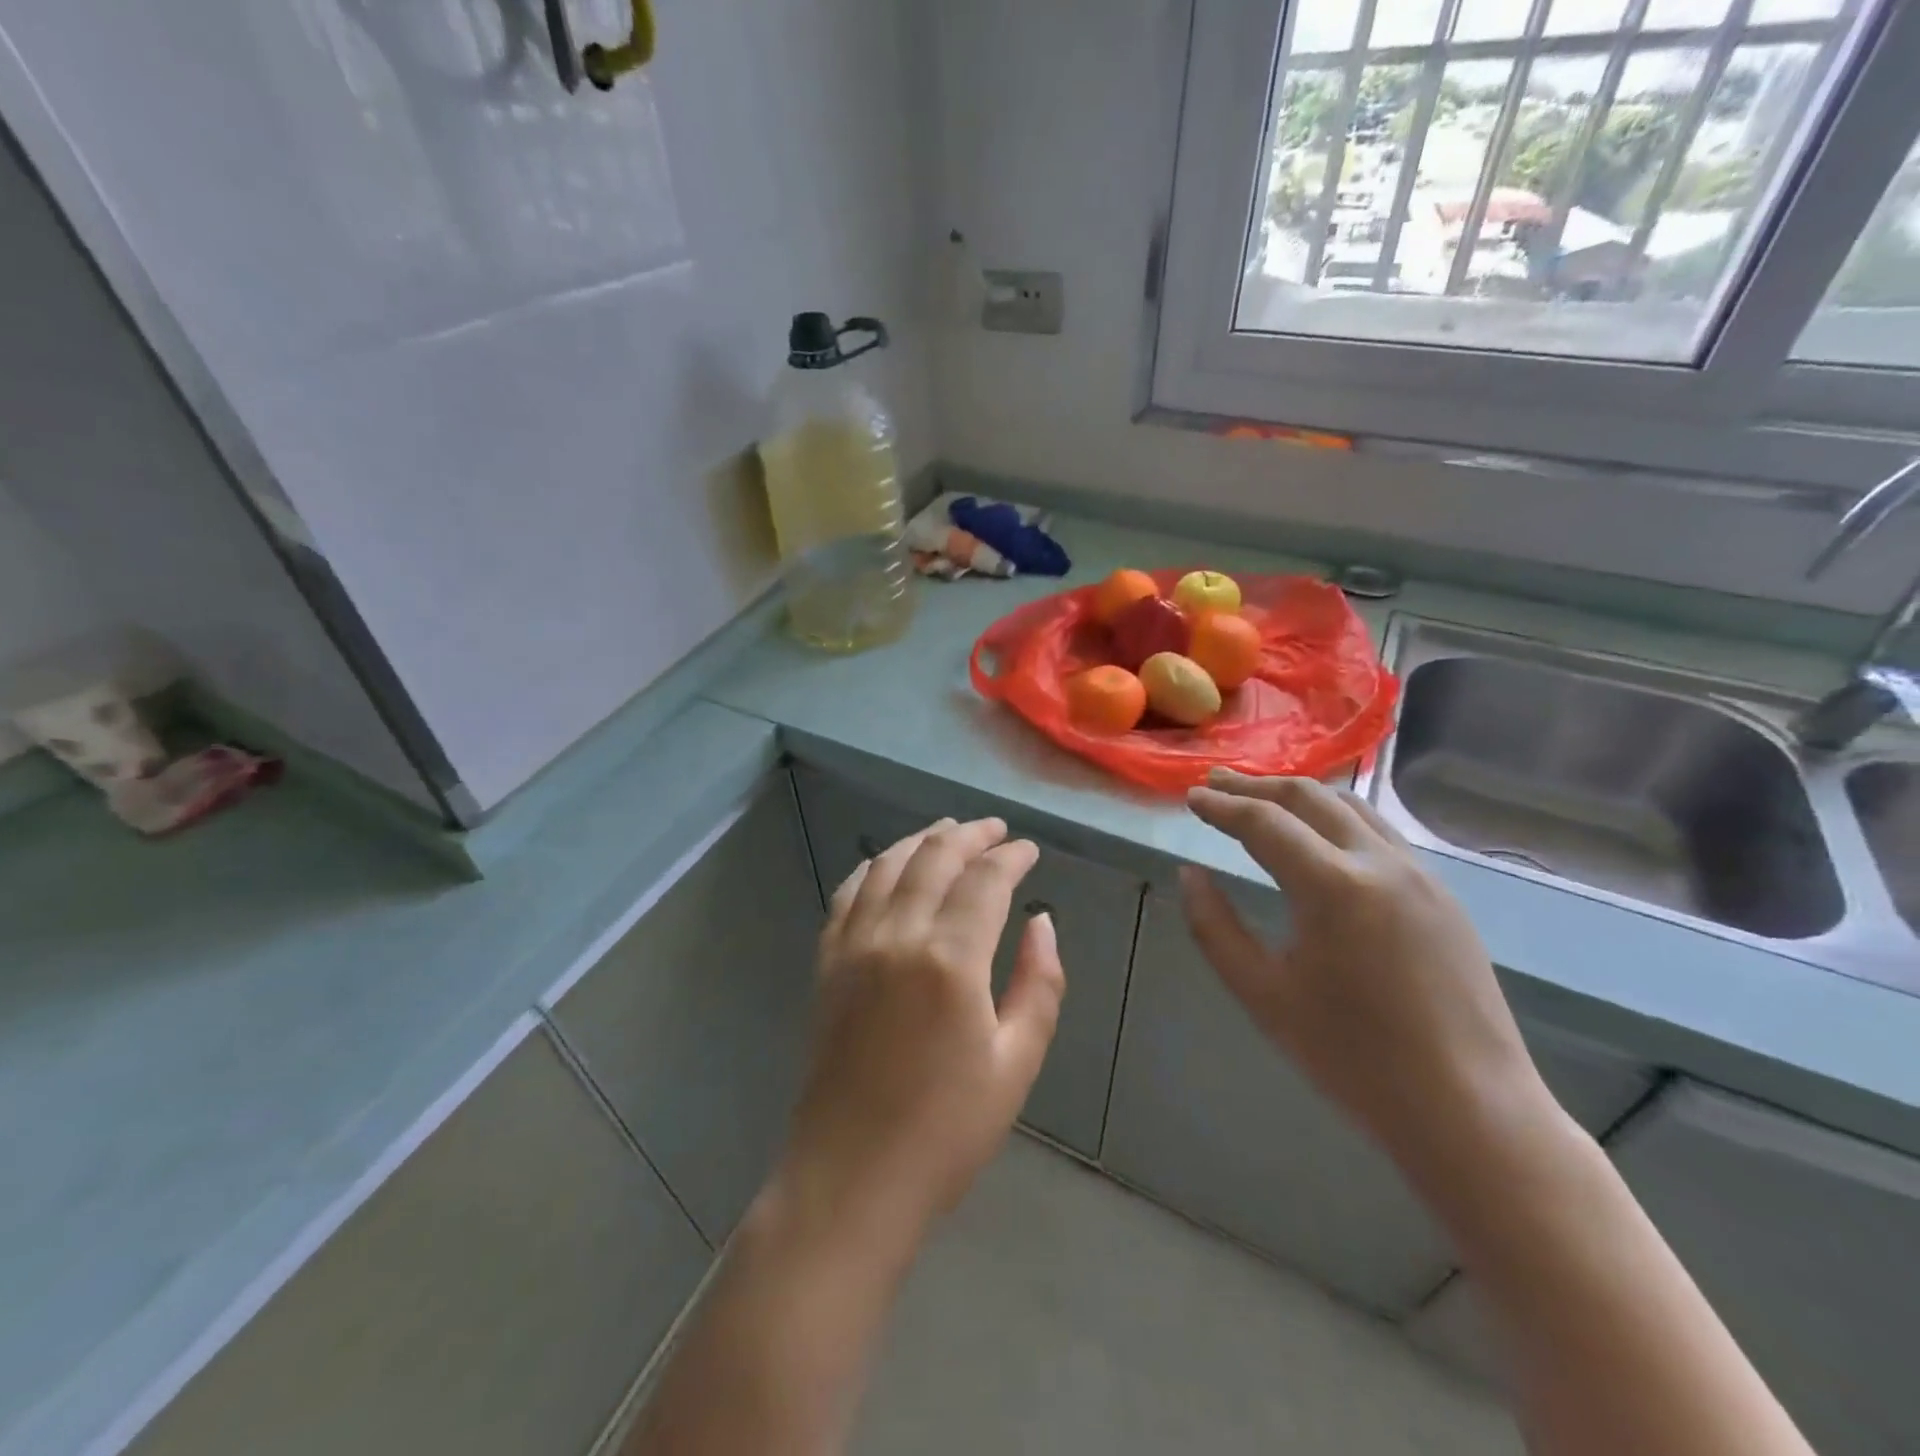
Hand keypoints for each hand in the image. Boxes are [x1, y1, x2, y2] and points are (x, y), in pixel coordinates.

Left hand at [778, 817, 1066, 1243]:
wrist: (852, 1177)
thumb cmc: (947, 1129)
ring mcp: (854, 945)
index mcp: (950, 959)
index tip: (1029, 851)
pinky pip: (849, 893)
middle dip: (969, 835)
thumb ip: (1039, 983)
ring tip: (949, 832)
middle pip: (934, 858)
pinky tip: (890, 865)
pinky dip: (875, 866)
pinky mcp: (827, 962)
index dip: (1011, 857)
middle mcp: (897, 935)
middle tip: (995, 830)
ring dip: (922, 840)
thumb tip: (1041, 922)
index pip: (985, 880)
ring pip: (889, 865)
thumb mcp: (1016, 1063)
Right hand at [1181, 771, 1556, 1190]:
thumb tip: (1190, 874)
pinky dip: (1337, 818)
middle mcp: (1381, 863)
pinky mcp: (1443, 895)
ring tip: (1262, 799)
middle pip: (1309, 797)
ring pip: (1352, 807)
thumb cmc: (1354, 1059)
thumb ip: (1214, 928)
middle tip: (1216, 783)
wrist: (1470, 1111)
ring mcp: (1421, 875)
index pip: (1264, 822)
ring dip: (1300, 795)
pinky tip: (1320, 837)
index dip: (1221, 805)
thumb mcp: (1263, 995)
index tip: (1191, 796)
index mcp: (1333, 887)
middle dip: (1256, 786)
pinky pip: (1381, 833)